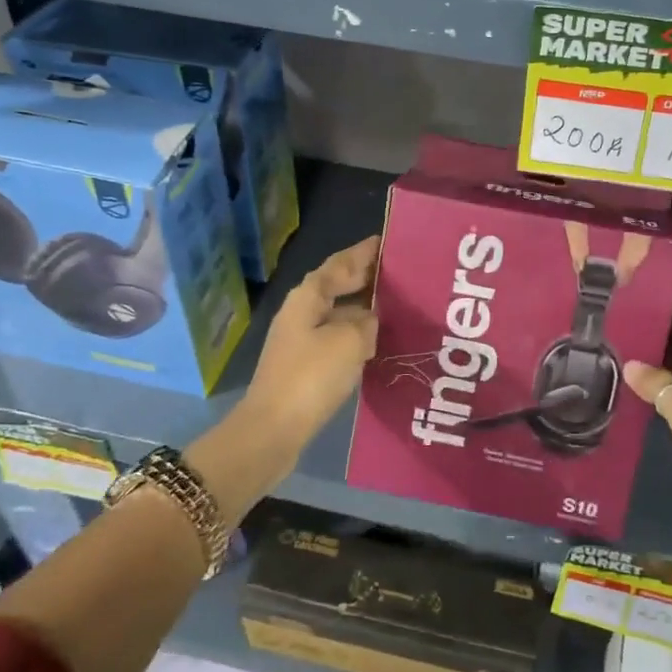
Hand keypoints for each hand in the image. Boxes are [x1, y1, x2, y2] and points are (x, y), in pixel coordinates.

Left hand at [239, 236, 379, 451]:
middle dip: (364, 278)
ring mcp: (300, 341)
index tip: (386, 241)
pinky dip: (356, 335)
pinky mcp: (304, 367)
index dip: (362, 253)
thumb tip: (369, 318)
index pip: (339, 264)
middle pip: (336, 286)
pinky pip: (336, 340)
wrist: (274, 429)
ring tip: (395, 307)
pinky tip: (376, 343)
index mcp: (308, 297)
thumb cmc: (311, 377)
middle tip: (398, 273)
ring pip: (337, 314)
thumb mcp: (349, 341)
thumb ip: (365, 322)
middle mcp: (301, 313)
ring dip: (362, 308)